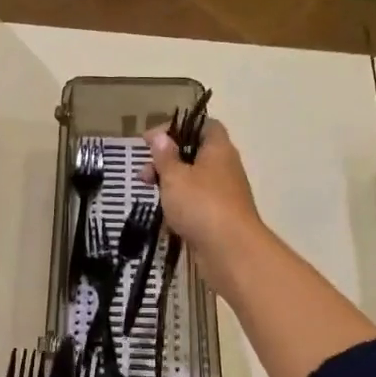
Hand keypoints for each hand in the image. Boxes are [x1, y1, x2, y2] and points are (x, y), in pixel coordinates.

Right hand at [144, 118, 264, 270]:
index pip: (203, 125)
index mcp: (218, 149)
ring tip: (152, 197)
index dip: (178, 128)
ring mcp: (224, 193)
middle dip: (167, 161)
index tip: (152, 140)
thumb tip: (160, 135)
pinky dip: (180, 206)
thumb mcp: (175, 176)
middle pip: (194, 154)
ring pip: (194, 181)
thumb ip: (165, 156)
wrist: (230, 250)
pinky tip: (166, 217)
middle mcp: (225, 167)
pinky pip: (197, 203)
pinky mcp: (220, 216)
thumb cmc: (200, 205)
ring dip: (171, 185)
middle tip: (145, 175)